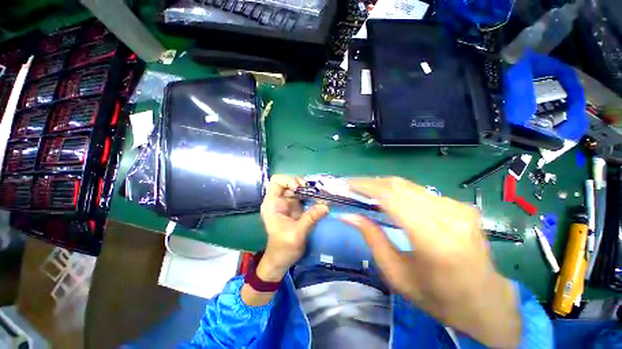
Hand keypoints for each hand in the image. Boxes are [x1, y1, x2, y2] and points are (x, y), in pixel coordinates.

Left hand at [258, 175, 327, 280]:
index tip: (299, 189)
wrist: (281, 260)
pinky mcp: (296, 208)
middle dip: (302, 184)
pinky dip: (312, 196)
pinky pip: (304, 196)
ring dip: (309, 190)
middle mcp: (279, 200)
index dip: (288, 180)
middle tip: (313, 192)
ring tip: (319, 195)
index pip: (276, 181)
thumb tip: (326, 206)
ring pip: (298, 188)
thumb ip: (310, 218)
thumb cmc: (283, 247)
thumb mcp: (296, 233)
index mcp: (272, 203)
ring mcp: (289, 203)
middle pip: (289, 182)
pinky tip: (319, 200)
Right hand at [342, 177, 520, 347]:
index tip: (347, 184)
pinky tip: (387, 198)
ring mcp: (458, 208)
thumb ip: (372, 238)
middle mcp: (449, 216)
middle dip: (371, 183)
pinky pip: (420, 192)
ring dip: (382, 185)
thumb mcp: (396, 274)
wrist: (485, 302)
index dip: (366, 187)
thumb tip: (347, 215)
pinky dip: (398, 191)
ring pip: (408, 185)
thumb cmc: (438, 297)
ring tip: (364, 190)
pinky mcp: (461, 205)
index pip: (392, 198)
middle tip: (351, 185)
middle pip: (399, 186)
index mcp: (434, 240)